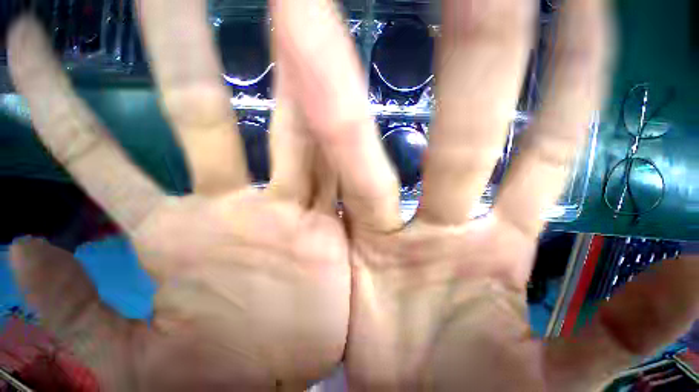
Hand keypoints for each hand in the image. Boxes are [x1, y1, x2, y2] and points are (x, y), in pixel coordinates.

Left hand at [7, 1, 351, 389]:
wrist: (283, 376)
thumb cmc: (220, 378)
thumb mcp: (134, 367)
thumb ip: (73, 312)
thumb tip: (20, 247)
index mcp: (176, 236)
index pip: (93, 149)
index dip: (53, 92)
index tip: (25, 32)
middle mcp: (235, 205)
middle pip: (200, 111)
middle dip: (178, 48)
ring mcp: (286, 210)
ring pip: (285, 136)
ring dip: (285, 90)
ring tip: (283, 31)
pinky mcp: (323, 222)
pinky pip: (325, 174)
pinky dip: (328, 147)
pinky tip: (332, 111)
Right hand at [270, 0, 697, 390]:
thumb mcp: (552, 381)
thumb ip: (620, 330)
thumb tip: (698, 275)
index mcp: (498, 243)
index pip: (548, 141)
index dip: (570, 75)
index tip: (579, 5)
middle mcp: (439, 216)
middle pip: (466, 124)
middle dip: (475, 55)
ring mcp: (385, 224)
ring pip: (383, 151)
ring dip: (373, 106)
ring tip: (359, 48)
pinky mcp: (347, 237)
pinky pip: (340, 184)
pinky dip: (332, 154)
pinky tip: (318, 119)